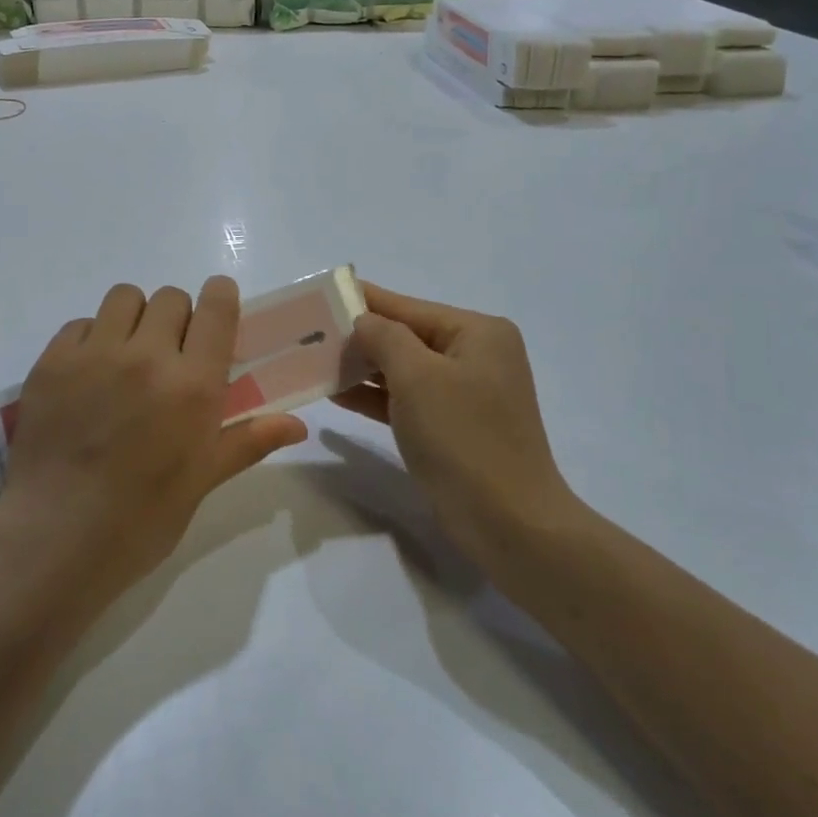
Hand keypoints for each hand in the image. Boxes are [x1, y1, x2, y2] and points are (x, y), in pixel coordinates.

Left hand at [0, 277, 307, 587]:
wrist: (56, 538)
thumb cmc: (141, 518)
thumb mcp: (203, 480)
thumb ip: (249, 440)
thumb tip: (299, 426)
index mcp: (193, 385)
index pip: (216, 307)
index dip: (220, 297)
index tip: (217, 310)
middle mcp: (147, 356)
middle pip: (171, 297)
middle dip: (178, 318)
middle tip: (170, 354)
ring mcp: (95, 354)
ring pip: (124, 297)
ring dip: (134, 318)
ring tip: (127, 357)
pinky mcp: (52, 361)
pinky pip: (81, 324)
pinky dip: (91, 338)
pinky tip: (88, 376)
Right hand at [334, 283, 583, 575]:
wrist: (508, 523)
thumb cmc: (463, 437)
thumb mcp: (418, 376)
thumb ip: (385, 338)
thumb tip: (363, 320)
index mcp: (478, 332)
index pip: (409, 307)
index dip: (364, 300)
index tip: (322, 293)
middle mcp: (476, 355)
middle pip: (406, 336)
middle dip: (360, 337)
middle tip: (309, 333)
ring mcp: (466, 393)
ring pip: (404, 370)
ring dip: (363, 368)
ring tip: (314, 362)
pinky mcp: (453, 427)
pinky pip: (407, 400)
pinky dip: (376, 397)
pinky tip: (338, 394)